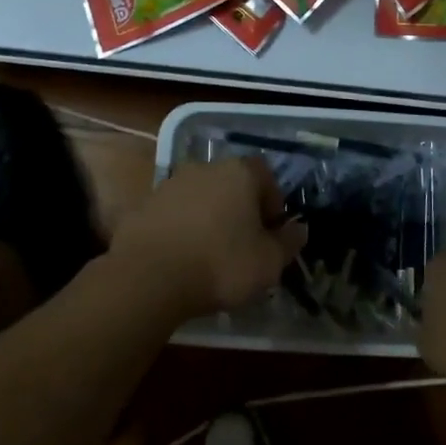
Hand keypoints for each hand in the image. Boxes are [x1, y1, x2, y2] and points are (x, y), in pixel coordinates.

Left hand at [110, 158, 305, 320]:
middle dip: (240, 209)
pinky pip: (174, 213)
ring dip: (208, 218)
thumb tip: (300, 229)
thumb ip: (288, 243)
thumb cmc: (220, 264)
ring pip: (201, 197)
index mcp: (240, 173)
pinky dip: (181, 228)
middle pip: (232, 184)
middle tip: (243, 244)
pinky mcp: (145, 204)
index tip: (271, 232)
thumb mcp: (268, 262)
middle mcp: (205, 168)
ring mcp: (171, 183)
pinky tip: (181, 258)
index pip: (265, 175)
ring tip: (210, 254)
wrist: (148, 276)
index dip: (272, 202)